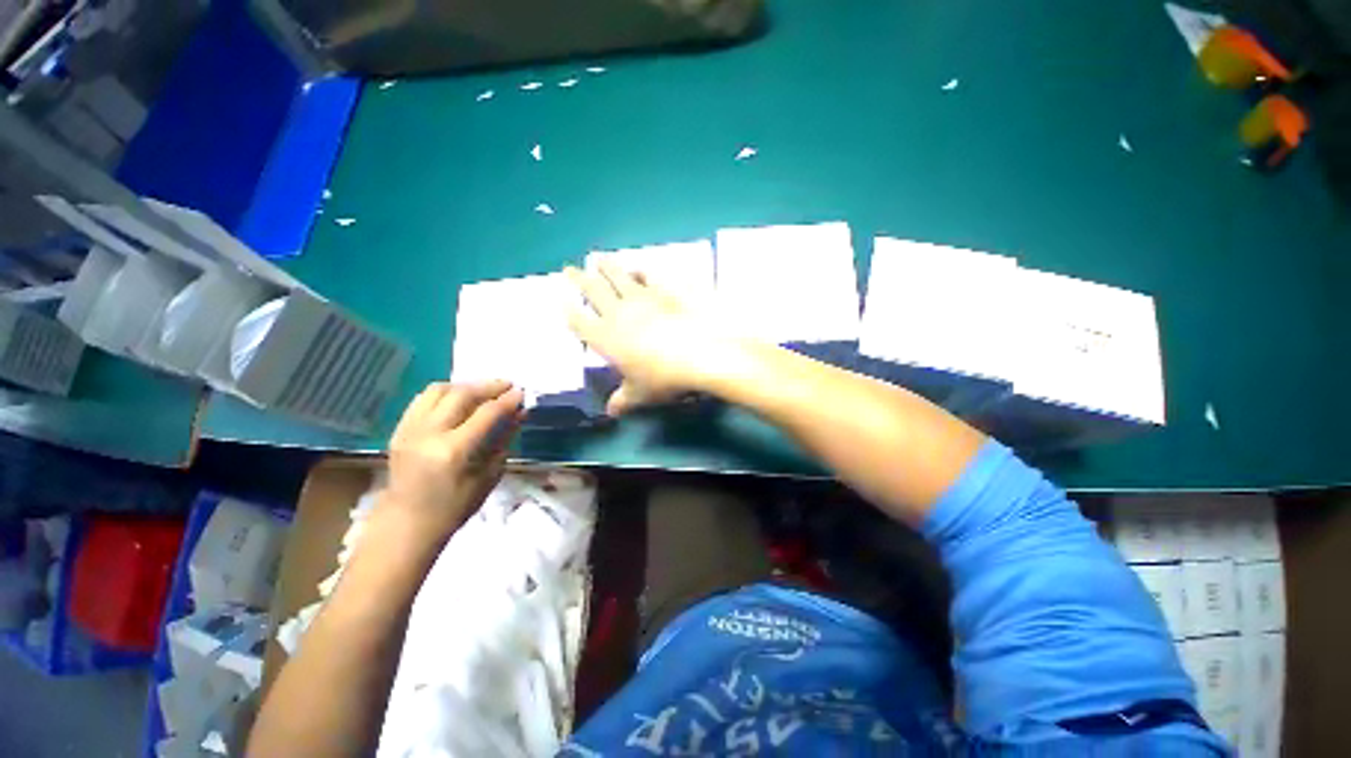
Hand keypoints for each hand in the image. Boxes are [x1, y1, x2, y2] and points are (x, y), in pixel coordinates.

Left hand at [376, 381, 522, 544]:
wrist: (410, 520)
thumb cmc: (452, 510)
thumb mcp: (484, 482)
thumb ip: (501, 446)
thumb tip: (517, 417)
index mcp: (453, 451)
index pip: (485, 415)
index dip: (506, 402)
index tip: (520, 393)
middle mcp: (430, 433)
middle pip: (461, 394)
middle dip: (486, 386)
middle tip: (505, 385)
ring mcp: (411, 428)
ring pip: (438, 390)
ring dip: (462, 386)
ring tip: (478, 391)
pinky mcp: (400, 428)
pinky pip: (422, 400)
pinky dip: (441, 395)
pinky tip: (452, 400)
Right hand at [566, 259, 746, 414]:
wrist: (699, 353)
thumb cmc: (662, 379)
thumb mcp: (639, 395)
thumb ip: (623, 399)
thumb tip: (611, 411)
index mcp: (604, 338)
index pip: (579, 322)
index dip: (568, 311)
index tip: (560, 300)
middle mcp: (617, 313)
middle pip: (593, 291)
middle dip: (578, 279)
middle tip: (568, 268)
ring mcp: (641, 298)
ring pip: (618, 276)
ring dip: (606, 266)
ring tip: (598, 258)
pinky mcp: (665, 290)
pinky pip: (648, 275)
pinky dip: (640, 270)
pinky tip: (638, 267)